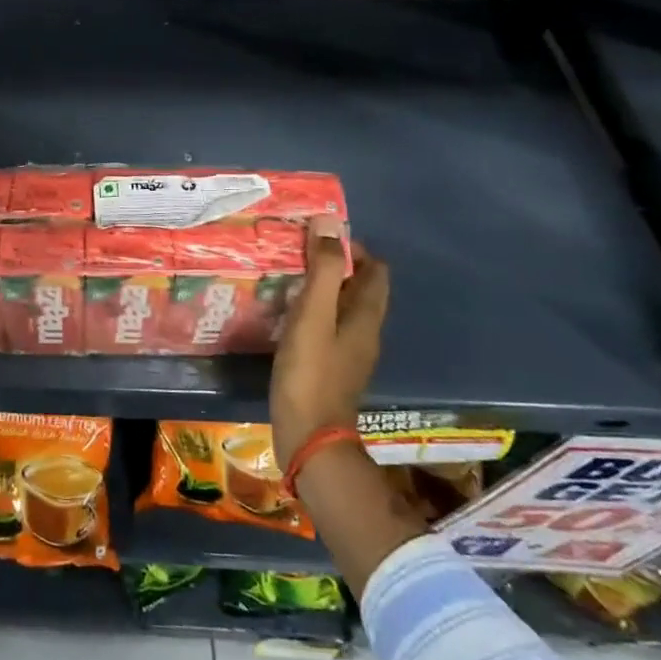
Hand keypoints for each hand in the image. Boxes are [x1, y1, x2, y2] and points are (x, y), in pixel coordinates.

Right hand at [269, 217, 389, 469]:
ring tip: (288, 277)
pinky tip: (286, 314)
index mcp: (366, 315)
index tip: (316, 237)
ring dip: (322, 288)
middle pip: (359, 287)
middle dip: (334, 265)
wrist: (310, 437)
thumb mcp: (313, 315)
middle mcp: (365, 331)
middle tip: (297, 252)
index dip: (351, 247)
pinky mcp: (332, 367)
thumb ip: (323, 270)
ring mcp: (350, 352)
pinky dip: (313, 312)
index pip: (374, 269)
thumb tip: (329, 222)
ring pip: (343, 307)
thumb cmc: (311, 372)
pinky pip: (328, 326)